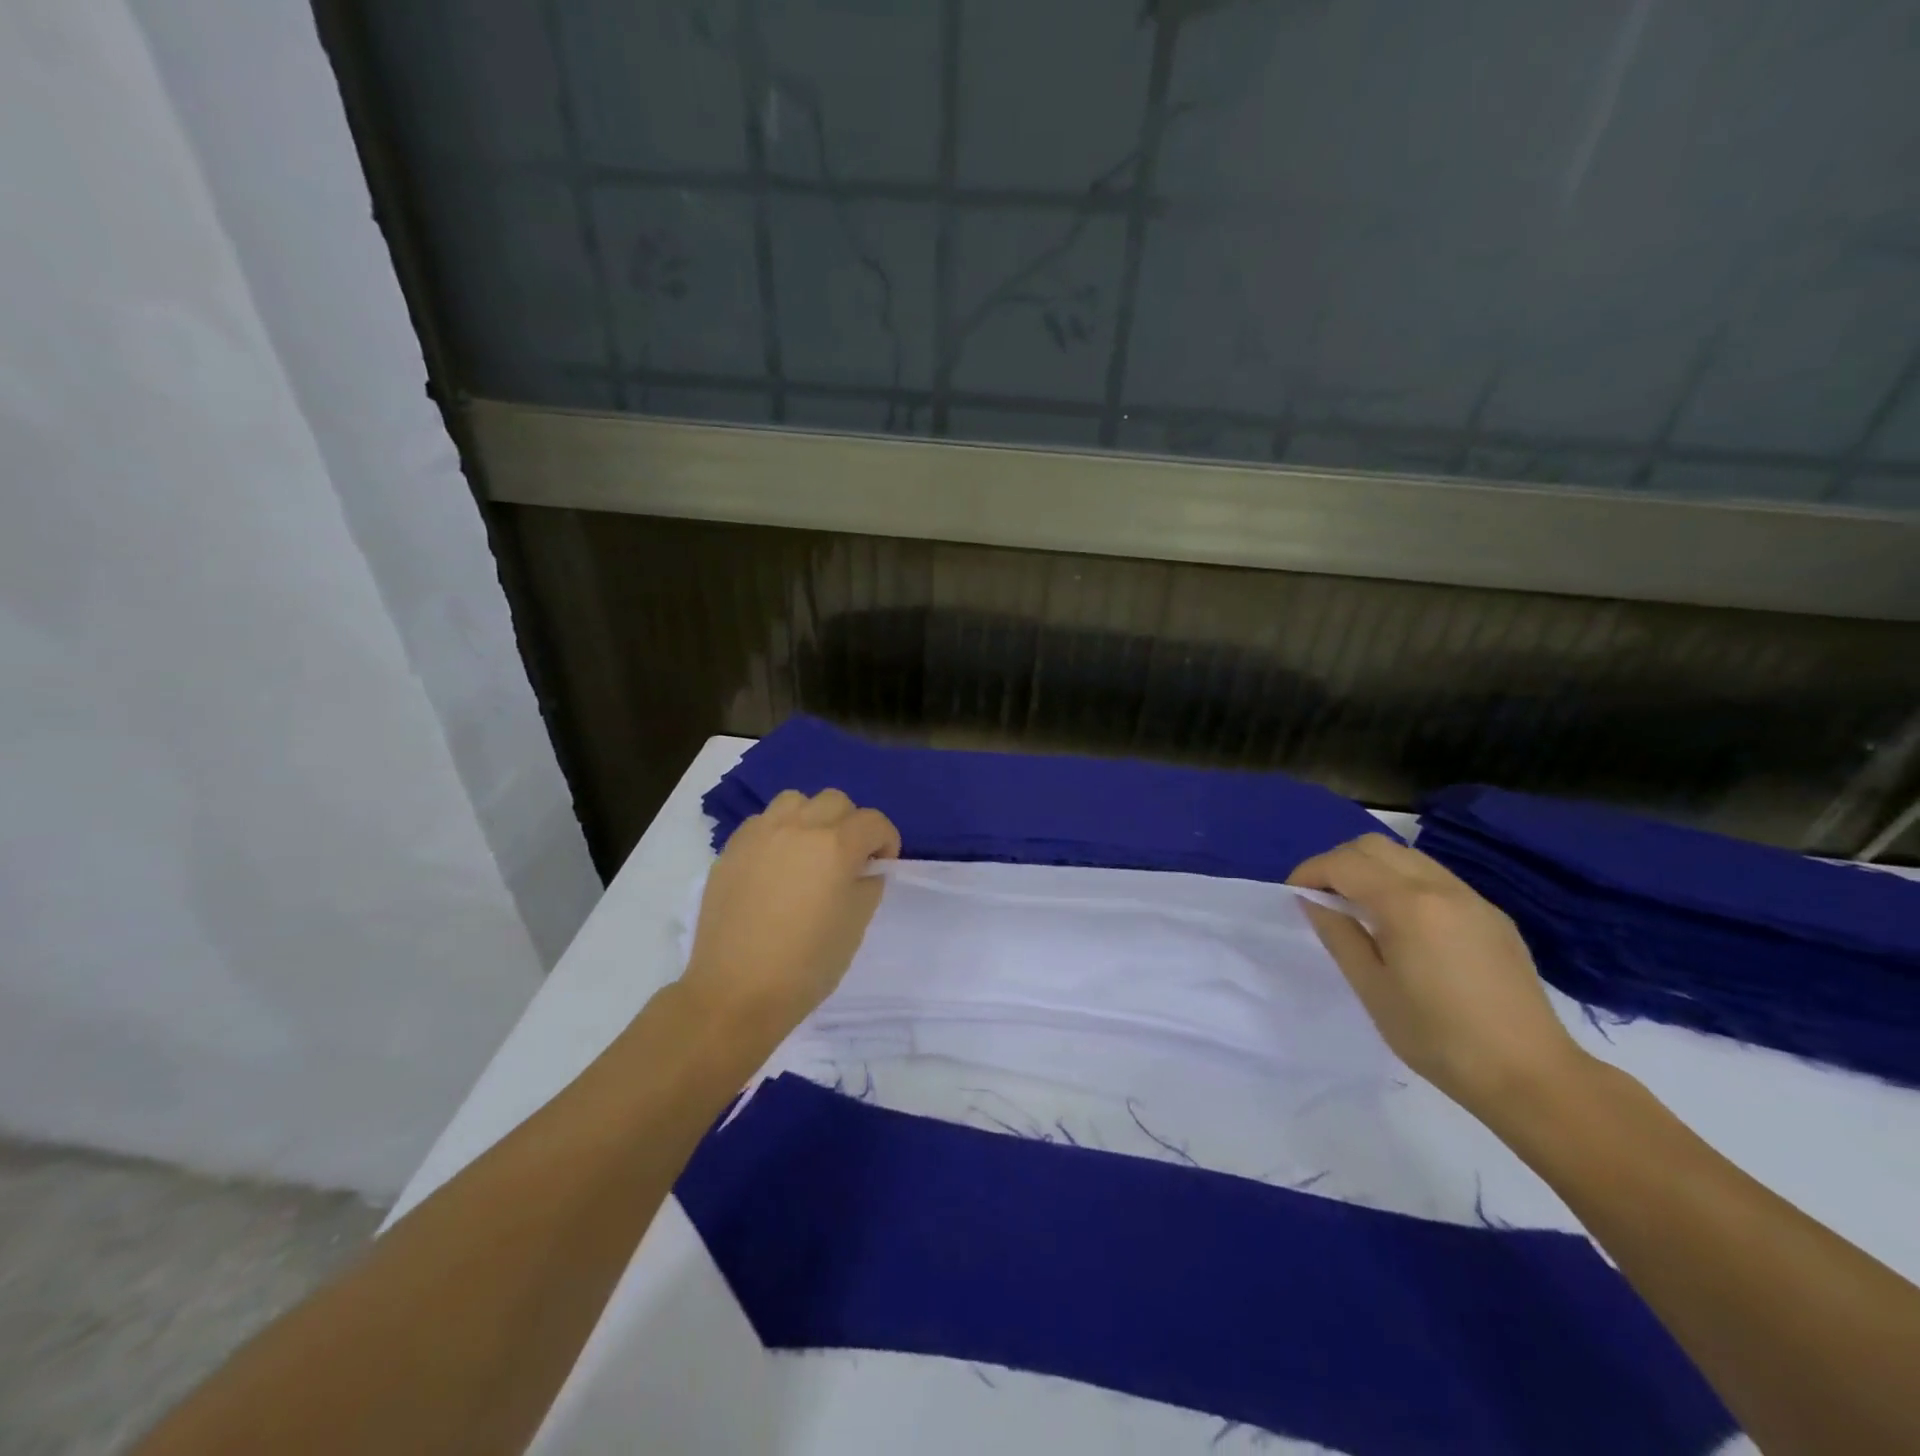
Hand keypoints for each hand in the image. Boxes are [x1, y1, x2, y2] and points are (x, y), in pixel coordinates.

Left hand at [680, 789, 900, 1043]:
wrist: (736, 992)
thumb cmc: (806, 965)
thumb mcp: (855, 925)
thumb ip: (867, 885)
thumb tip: (864, 869)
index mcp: (835, 846)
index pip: (873, 821)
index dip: (886, 841)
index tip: (881, 865)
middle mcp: (798, 828)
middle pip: (836, 801)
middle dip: (851, 824)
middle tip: (848, 858)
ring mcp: (760, 834)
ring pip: (795, 801)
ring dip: (812, 818)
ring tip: (809, 851)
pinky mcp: (731, 849)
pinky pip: (762, 821)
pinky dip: (778, 831)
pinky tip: (776, 864)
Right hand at [1289, 833, 1590, 1117]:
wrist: (1531, 1076)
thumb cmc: (1437, 1037)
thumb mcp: (1372, 988)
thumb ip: (1338, 934)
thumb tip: (1315, 901)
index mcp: (1407, 904)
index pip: (1343, 863)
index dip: (1309, 872)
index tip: (1293, 896)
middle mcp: (1440, 887)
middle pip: (1374, 846)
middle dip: (1338, 862)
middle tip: (1322, 897)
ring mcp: (1472, 898)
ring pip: (1406, 856)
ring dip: (1371, 869)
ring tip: (1357, 908)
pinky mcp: (1491, 915)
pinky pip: (1434, 878)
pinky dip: (1402, 882)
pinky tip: (1401, 924)